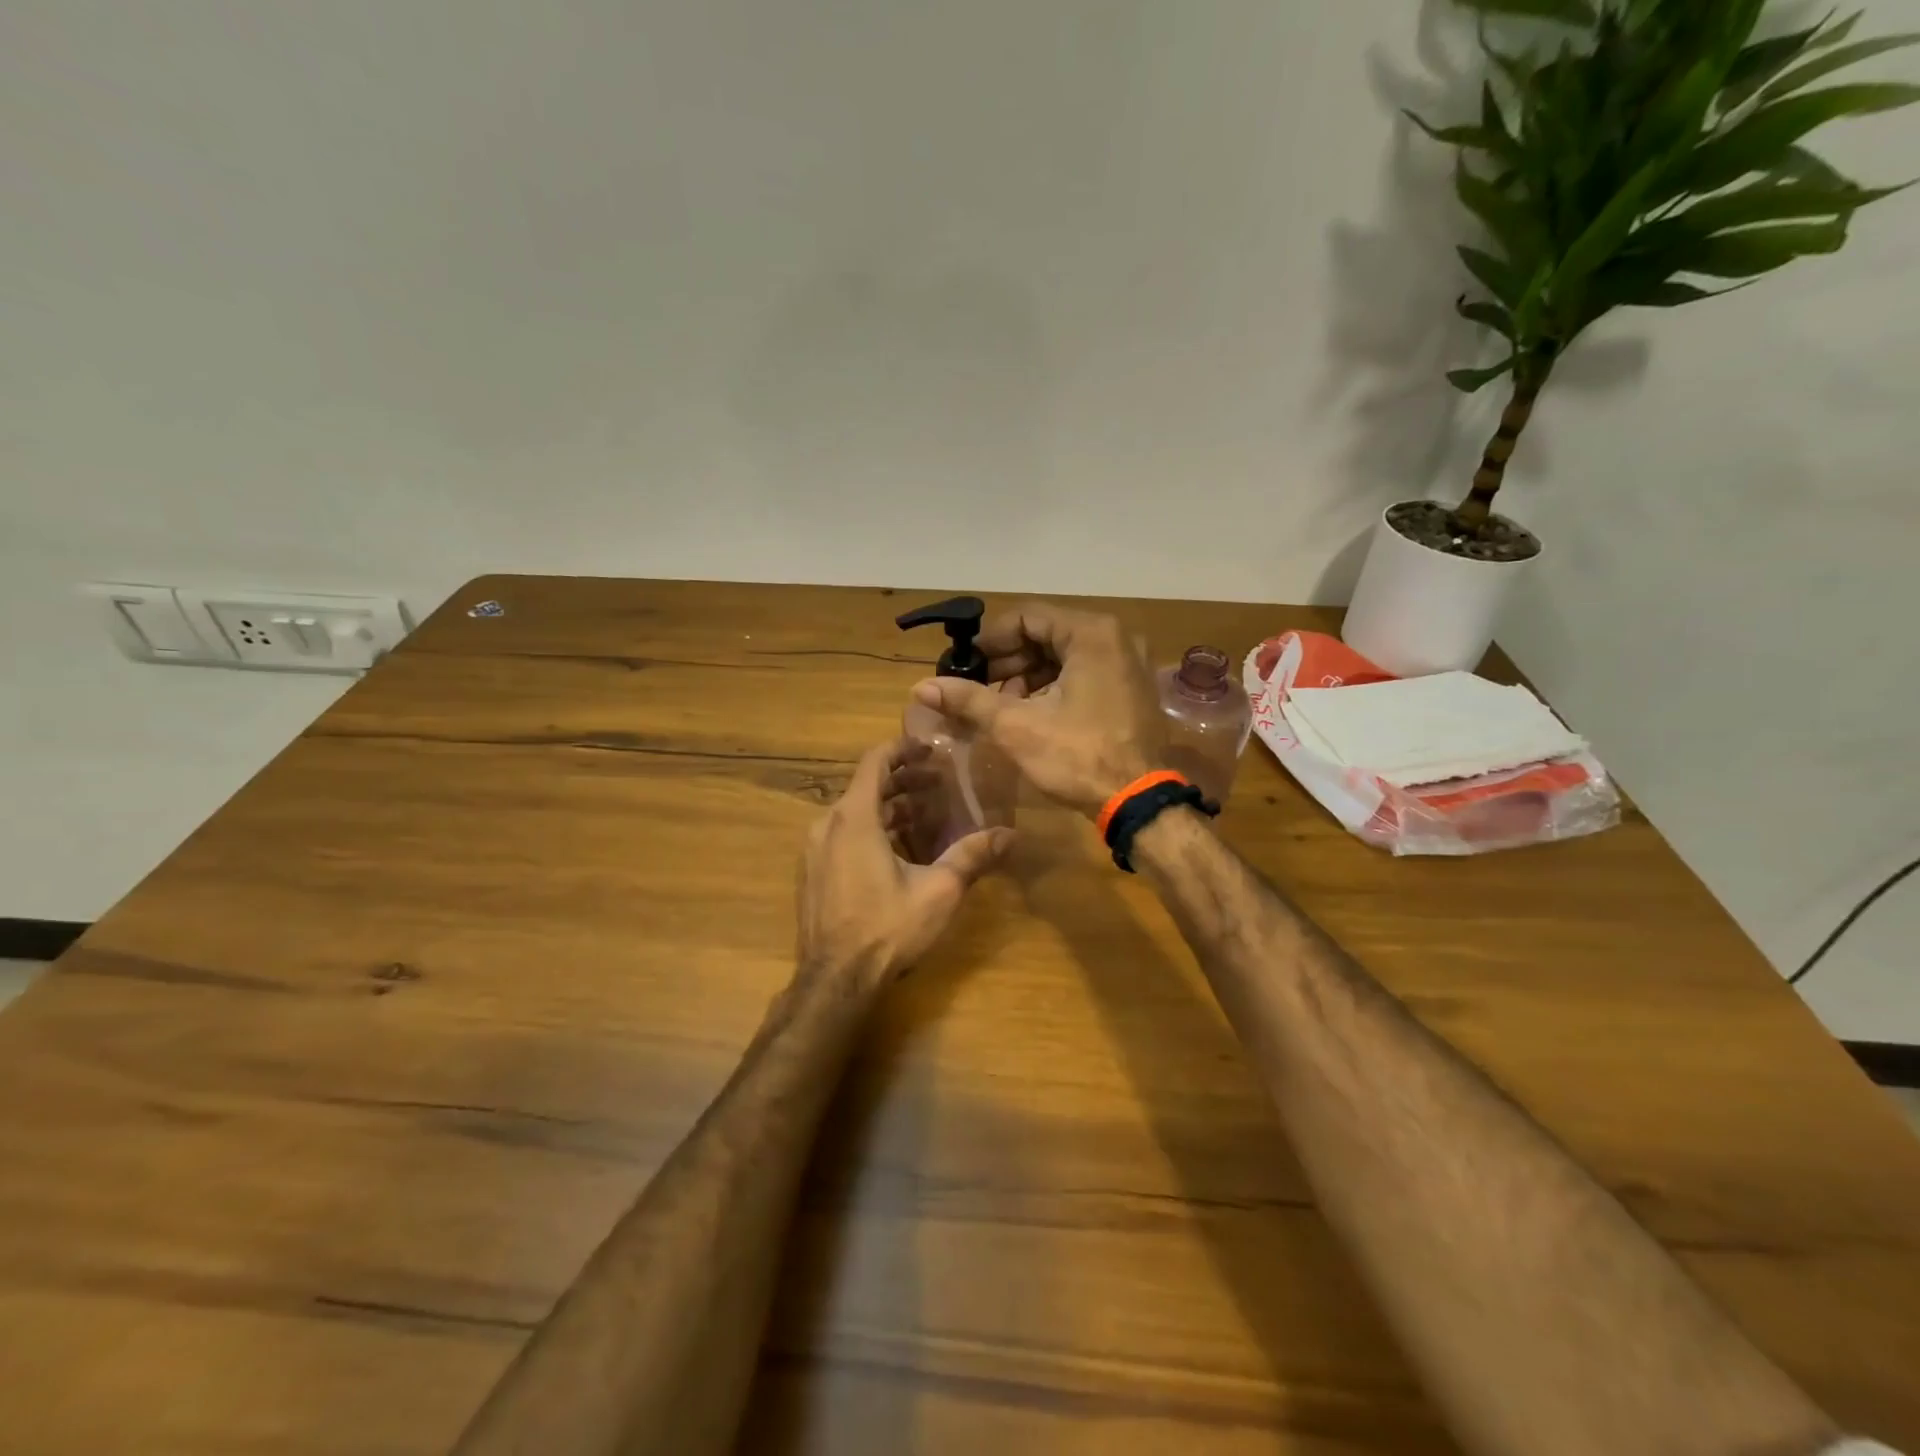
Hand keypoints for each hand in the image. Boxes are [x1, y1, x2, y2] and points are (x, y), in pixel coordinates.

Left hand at [798, 738, 1013, 987]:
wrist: (835, 980)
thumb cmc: (887, 928)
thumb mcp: (938, 890)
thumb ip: (972, 856)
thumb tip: (1011, 835)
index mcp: (854, 817)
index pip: (875, 761)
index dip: (902, 749)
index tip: (930, 749)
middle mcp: (827, 824)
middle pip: (866, 786)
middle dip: (903, 781)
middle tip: (939, 784)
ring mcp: (814, 849)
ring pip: (854, 812)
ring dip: (889, 807)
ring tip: (925, 815)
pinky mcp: (812, 872)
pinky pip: (842, 835)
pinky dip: (871, 829)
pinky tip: (898, 849)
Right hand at [910, 604, 1164, 818]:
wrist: (1137, 801)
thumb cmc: (1077, 756)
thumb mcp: (1016, 726)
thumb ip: (968, 699)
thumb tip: (920, 686)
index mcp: (1091, 633)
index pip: (1026, 617)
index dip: (989, 640)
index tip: (964, 665)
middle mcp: (1115, 638)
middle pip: (1045, 635)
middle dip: (1007, 661)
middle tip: (976, 688)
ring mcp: (1127, 663)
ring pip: (1063, 656)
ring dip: (1027, 676)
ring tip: (999, 705)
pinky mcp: (1130, 688)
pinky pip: (1082, 673)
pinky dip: (1052, 687)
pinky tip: (1029, 712)